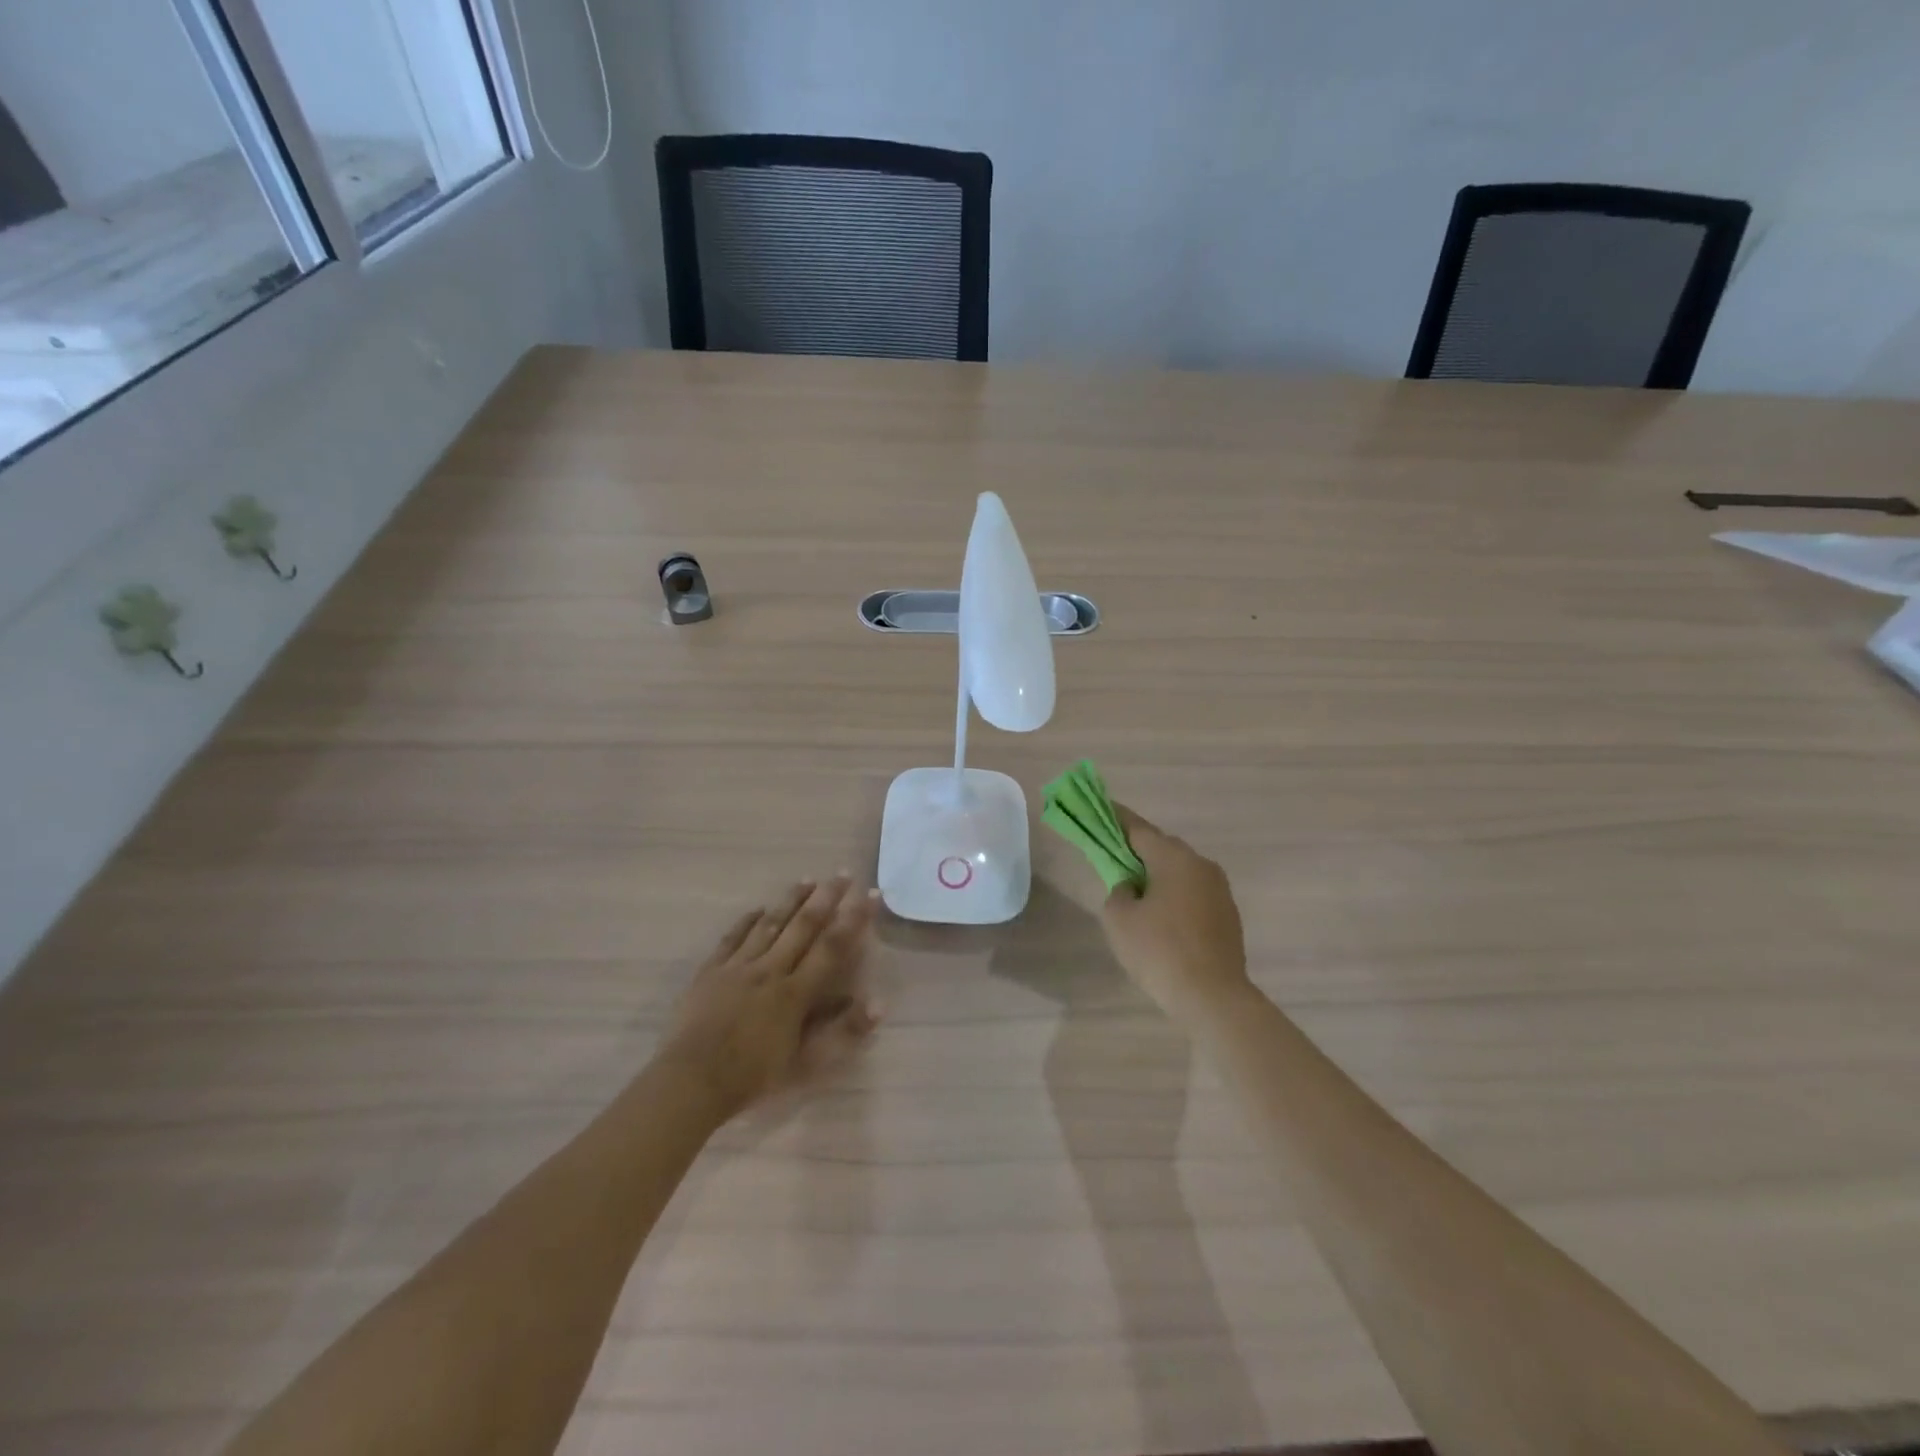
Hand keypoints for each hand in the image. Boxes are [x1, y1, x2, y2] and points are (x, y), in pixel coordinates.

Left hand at [662, 876, 879, 1119]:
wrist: (691, 1082)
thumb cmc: (753, 1077)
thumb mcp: (807, 1064)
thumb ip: (844, 1033)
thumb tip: (880, 1002)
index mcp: (796, 992)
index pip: (832, 947)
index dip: (855, 919)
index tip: (871, 894)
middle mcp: (771, 970)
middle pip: (803, 926)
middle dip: (826, 897)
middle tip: (843, 873)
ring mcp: (738, 967)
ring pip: (770, 924)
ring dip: (791, 900)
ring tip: (808, 879)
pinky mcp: (711, 972)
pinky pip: (732, 938)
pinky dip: (747, 921)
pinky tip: (758, 909)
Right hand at [1100, 805, 1252, 1023]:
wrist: (1213, 997)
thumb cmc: (1159, 951)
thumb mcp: (1119, 918)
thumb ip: (1118, 891)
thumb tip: (1132, 887)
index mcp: (1174, 858)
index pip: (1139, 829)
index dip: (1116, 819)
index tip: (1101, 809)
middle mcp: (1201, 865)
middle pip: (1162, 848)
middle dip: (1137, 850)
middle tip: (1113, 858)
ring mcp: (1219, 890)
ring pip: (1180, 871)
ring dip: (1157, 875)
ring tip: (1136, 892)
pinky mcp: (1228, 915)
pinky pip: (1193, 893)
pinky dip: (1174, 896)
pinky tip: (1161, 918)